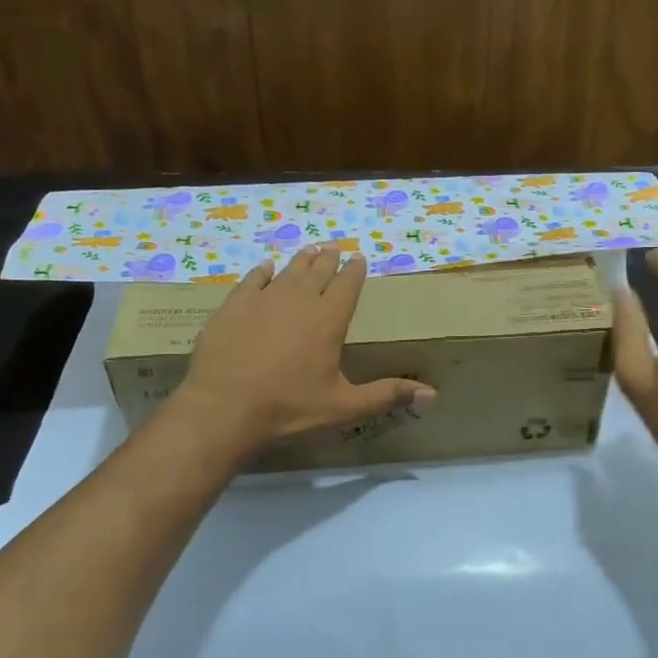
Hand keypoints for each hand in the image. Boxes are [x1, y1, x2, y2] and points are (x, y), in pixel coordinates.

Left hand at [171, 246, 435, 458]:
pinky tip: (266, 267)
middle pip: (317, 272)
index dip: (355, 271)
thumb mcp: (345, 406)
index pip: (347, 285)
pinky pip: (252, 281)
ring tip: (310, 249)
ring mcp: (263, 300)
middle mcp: (299, 301)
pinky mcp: (232, 307)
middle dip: (329, 259)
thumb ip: (387, 395)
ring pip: (287, 271)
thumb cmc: (289, 409)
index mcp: (329, 320)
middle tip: (334, 248)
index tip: (359, 257)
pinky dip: (263, 272)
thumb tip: (433, 394)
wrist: (223, 409)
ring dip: (301, 260)